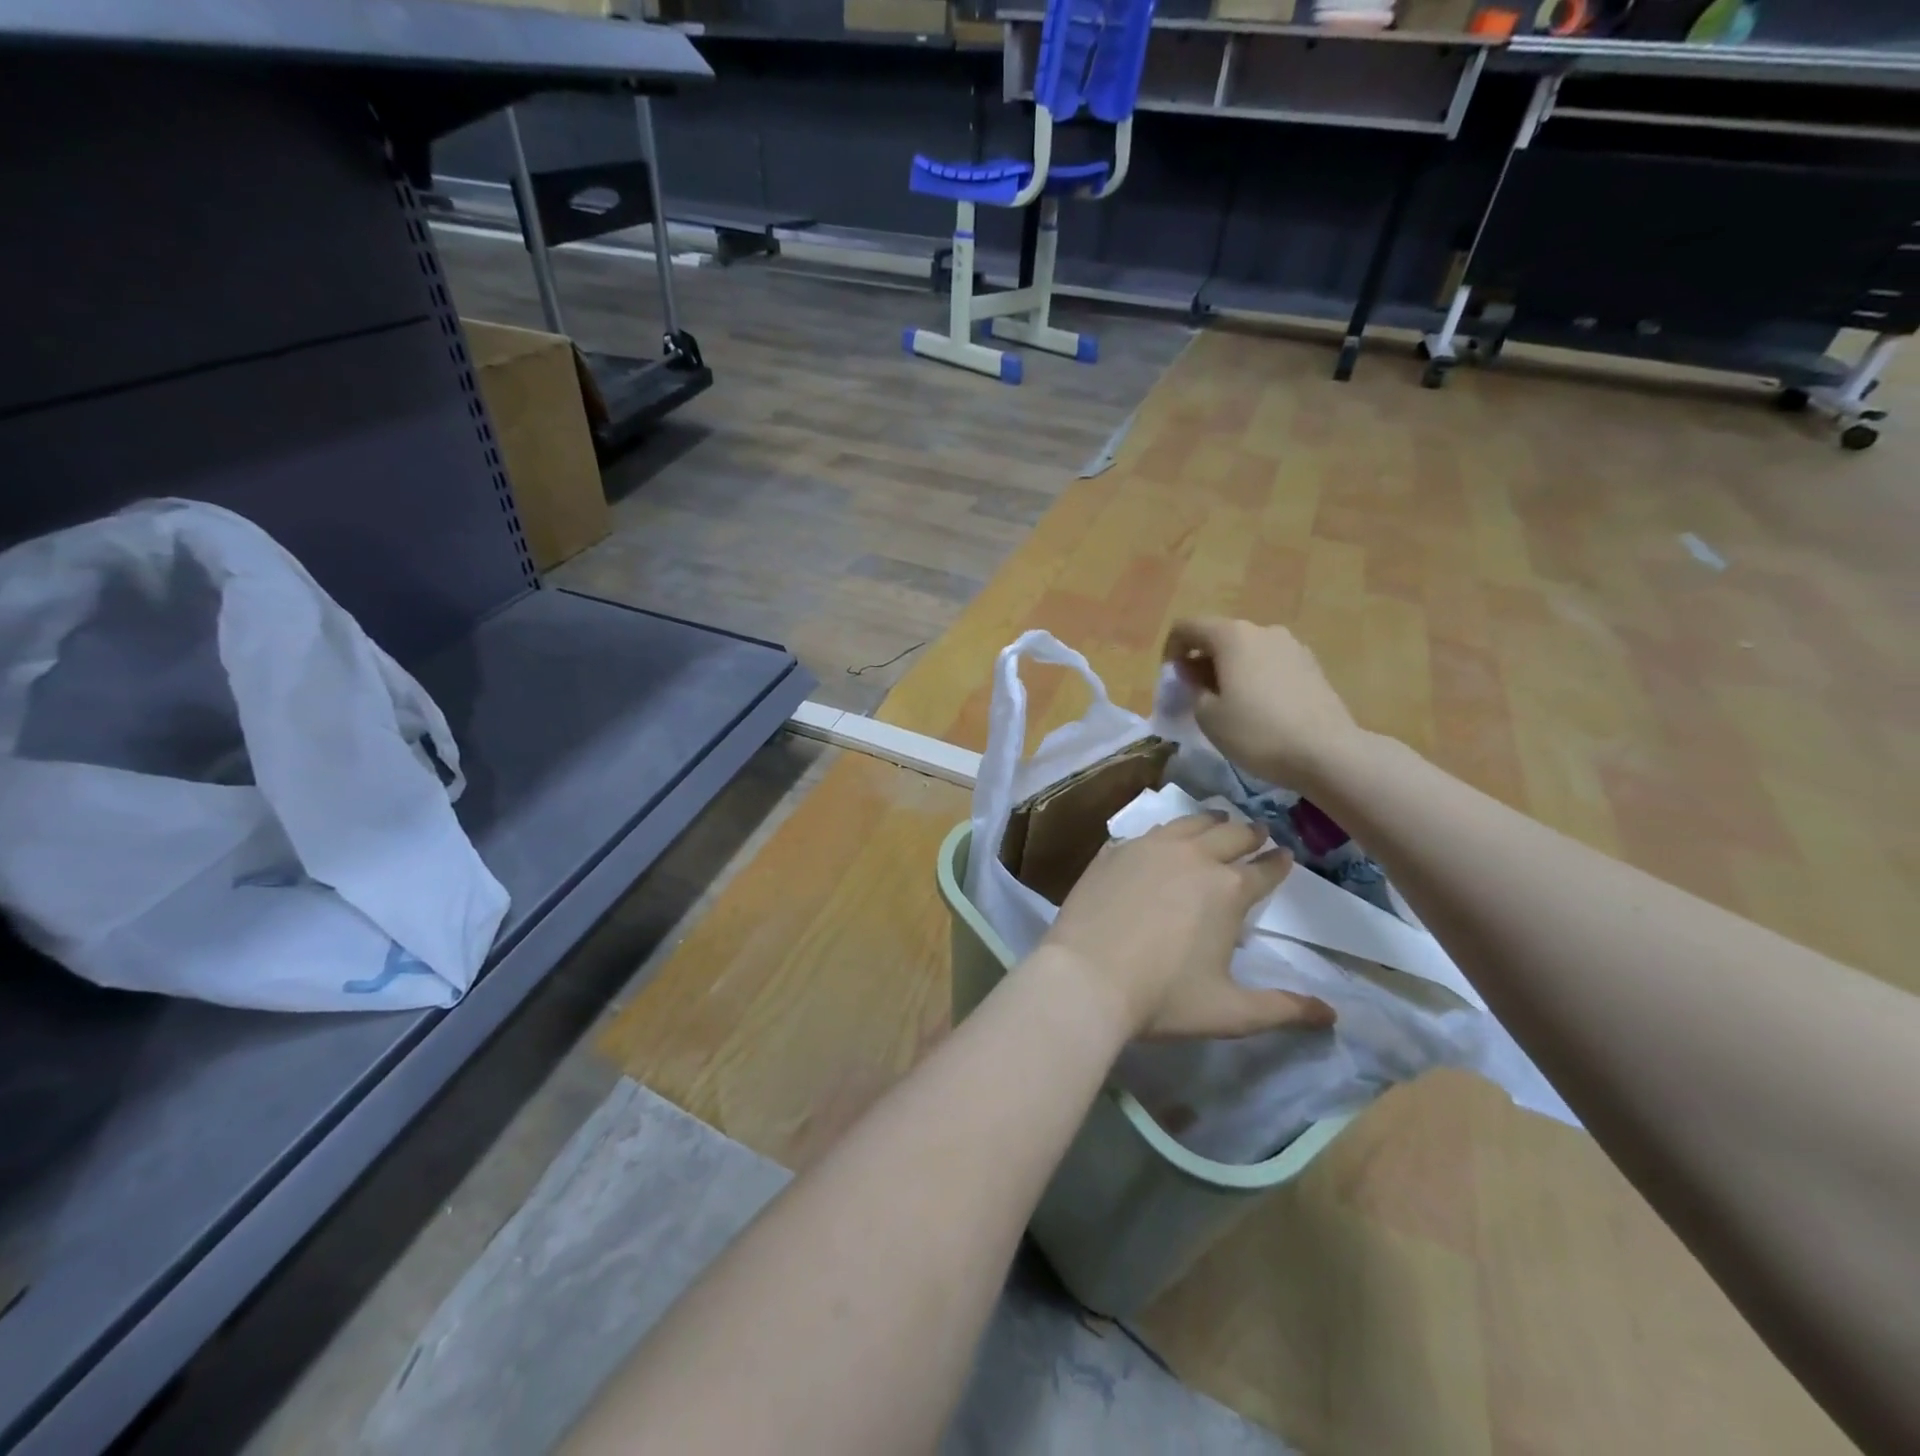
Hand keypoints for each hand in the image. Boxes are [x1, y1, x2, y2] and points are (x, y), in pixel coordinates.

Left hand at [1030, 815, 1336, 1042]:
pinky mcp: (1113, 851)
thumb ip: (1283, 1009)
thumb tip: (1332, 1015)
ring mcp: (1148, 848)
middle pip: (1230, 834)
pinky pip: (1147, 832)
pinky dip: (1165, 832)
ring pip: (1188, 823)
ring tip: (1217, 821)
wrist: (1085, 977)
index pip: (1265, 869)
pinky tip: (1162, 838)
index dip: (1279, 863)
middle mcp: (1193, 857)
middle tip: (1258, 832)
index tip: (1286, 855)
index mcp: (1228, 889)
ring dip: (1210, 822)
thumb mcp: (1230, 1012)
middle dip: (1250, 833)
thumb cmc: (1162, 998)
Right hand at [1163, 618, 1362, 791]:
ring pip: (1248, 650)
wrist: (1327, 752)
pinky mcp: (1312, 665)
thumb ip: (1192, 688)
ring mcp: (1292, 646)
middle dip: (1201, 660)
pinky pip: (1271, 663)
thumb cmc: (1256, 732)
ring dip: (1230, 669)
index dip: (1171, 650)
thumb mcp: (1208, 716)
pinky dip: (1255, 677)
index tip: (1171, 680)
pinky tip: (1259, 708)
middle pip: (1220, 636)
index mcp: (1231, 636)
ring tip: (1228, 703)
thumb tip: (1192, 674)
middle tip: (1195, 694)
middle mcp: (1262, 630)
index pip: (1187, 627)